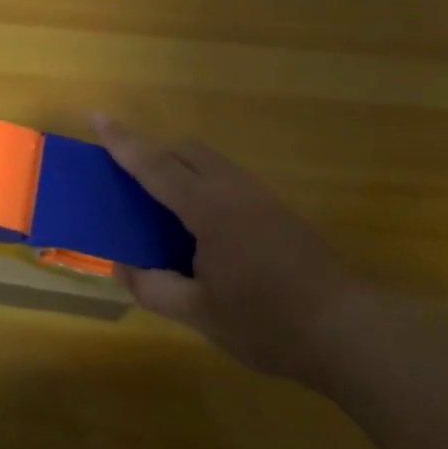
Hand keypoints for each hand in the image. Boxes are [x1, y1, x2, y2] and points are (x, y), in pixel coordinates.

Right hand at [95, 115, 373, 384]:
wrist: (350, 331)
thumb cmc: (268, 323)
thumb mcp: (201, 314)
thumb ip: (155, 288)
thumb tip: (123, 268)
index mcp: (210, 210)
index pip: (156, 166)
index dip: (124, 143)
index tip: (98, 117)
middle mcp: (235, 192)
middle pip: (186, 151)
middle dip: (153, 153)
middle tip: (129, 183)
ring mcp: (261, 198)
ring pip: (211, 163)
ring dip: (181, 169)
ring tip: (164, 210)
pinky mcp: (279, 212)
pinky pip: (229, 180)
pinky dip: (204, 186)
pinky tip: (204, 230)